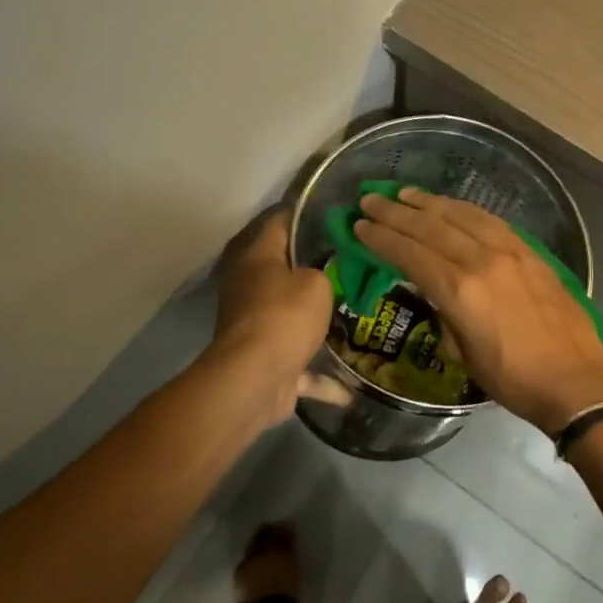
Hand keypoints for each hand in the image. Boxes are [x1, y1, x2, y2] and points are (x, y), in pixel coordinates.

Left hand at [212, 208, 334, 427]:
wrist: (254, 379)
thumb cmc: (284, 316)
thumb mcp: (316, 283)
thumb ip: (322, 272)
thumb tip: (318, 278)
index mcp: (257, 259)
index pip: (279, 223)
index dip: (303, 214)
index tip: (332, 212)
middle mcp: (249, 288)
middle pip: (284, 271)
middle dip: (315, 270)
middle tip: (353, 263)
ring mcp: (254, 326)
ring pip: (290, 318)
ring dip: (315, 324)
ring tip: (353, 317)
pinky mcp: (264, 363)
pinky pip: (298, 367)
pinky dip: (320, 379)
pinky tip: (350, 391)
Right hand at [354, 188, 602, 433]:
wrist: (576, 381)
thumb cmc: (513, 379)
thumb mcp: (464, 355)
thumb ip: (445, 315)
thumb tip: (438, 294)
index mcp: (460, 291)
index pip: (410, 253)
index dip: (381, 238)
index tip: (360, 226)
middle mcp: (482, 260)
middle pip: (431, 227)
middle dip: (396, 212)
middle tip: (371, 199)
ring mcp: (510, 251)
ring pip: (461, 215)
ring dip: (430, 202)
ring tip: (406, 194)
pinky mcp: (530, 252)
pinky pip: (490, 220)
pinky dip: (465, 209)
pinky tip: (451, 206)